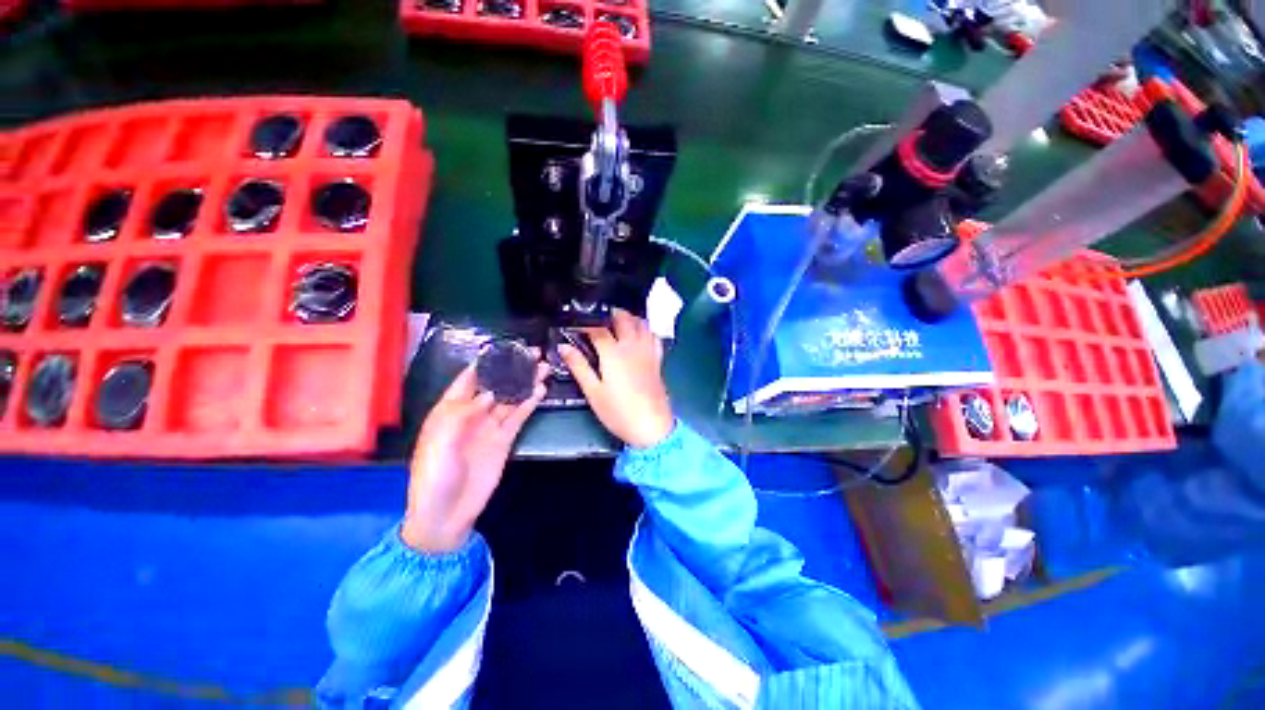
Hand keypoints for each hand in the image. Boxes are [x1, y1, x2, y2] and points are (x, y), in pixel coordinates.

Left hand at [401, 363, 547, 552]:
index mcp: (449, 410)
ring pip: (511, 398)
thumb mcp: (439, 443)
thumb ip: (463, 414)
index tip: (504, 348)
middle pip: (496, 385)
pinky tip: (540, 390)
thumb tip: (490, 393)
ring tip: (543, 368)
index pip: (467, 380)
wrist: (446, 515)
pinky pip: (518, 417)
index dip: (484, 363)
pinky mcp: (504, 440)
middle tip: (533, 354)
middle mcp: (472, 414)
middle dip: (512, 369)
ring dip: (526, 383)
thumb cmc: (433, 477)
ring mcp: (490, 427)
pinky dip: (529, 403)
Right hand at [559, 309, 673, 448]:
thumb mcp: (593, 391)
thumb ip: (578, 366)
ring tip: (617, 323)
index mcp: (613, 353)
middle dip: (609, 314)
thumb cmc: (618, 411)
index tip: (576, 326)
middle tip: (597, 319)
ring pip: (641, 323)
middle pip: (623, 318)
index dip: (586, 324)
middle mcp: (632, 346)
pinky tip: (639, 335)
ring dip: (629, 317)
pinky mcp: (658, 359)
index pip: (598, 329)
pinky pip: (653, 336)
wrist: (651, 426)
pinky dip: (645, 329)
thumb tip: (563, 347)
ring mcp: (648, 351)